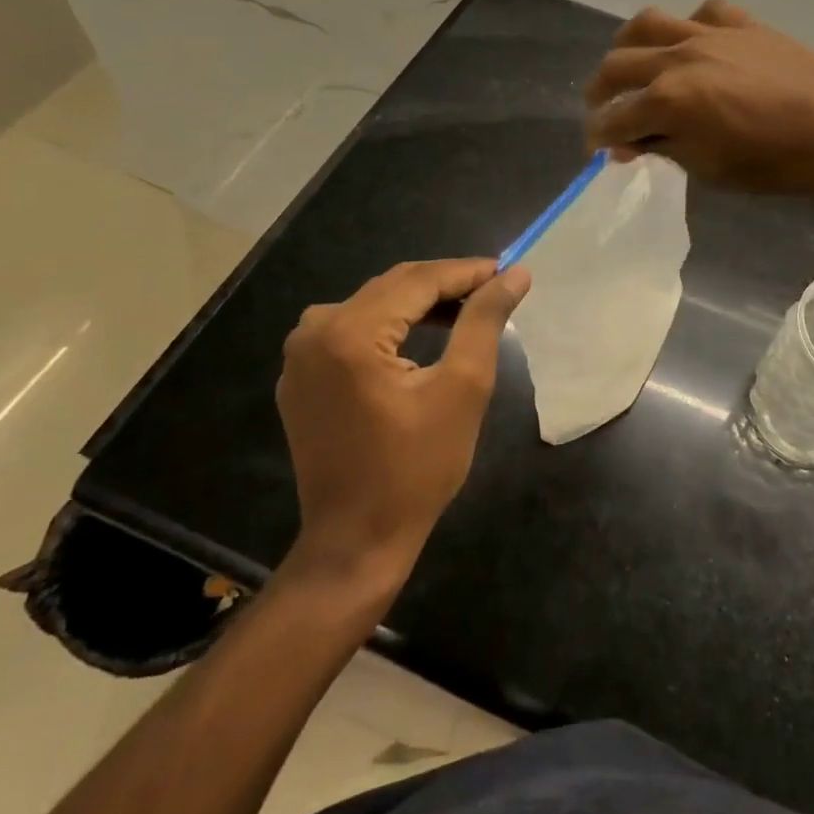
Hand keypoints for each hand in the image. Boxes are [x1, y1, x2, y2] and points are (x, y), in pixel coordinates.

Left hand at [274, 258, 529, 589]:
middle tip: (494, 290)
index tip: (508, 271)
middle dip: (445, 285)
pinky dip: (390, 326)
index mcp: (350, 332)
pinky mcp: (300, 377)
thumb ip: (484, 321)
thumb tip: (514, 274)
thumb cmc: (416, 469)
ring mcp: (300, 355)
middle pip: (392, 287)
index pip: (418, 280)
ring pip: (372, 305)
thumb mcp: (463, 389)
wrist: (355, 542)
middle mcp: (315, 331)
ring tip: (465, 312)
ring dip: (419, 304)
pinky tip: (420, 338)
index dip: (468, 272)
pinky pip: (351, 331)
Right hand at [583, 0, 813, 193]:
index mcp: (668, 100)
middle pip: (617, 65)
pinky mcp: (742, 23)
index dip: (598, 138)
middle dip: (599, 92)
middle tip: (601, 111)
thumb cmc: (776, 162)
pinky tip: (695, 44)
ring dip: (628, 46)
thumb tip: (629, 144)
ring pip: (648, 24)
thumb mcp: (710, 168)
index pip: (614, 118)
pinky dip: (690, 25)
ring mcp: (710, 33)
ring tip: (630, 64)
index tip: (597, 150)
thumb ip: (664, 149)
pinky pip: (703, 11)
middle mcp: (678, 57)